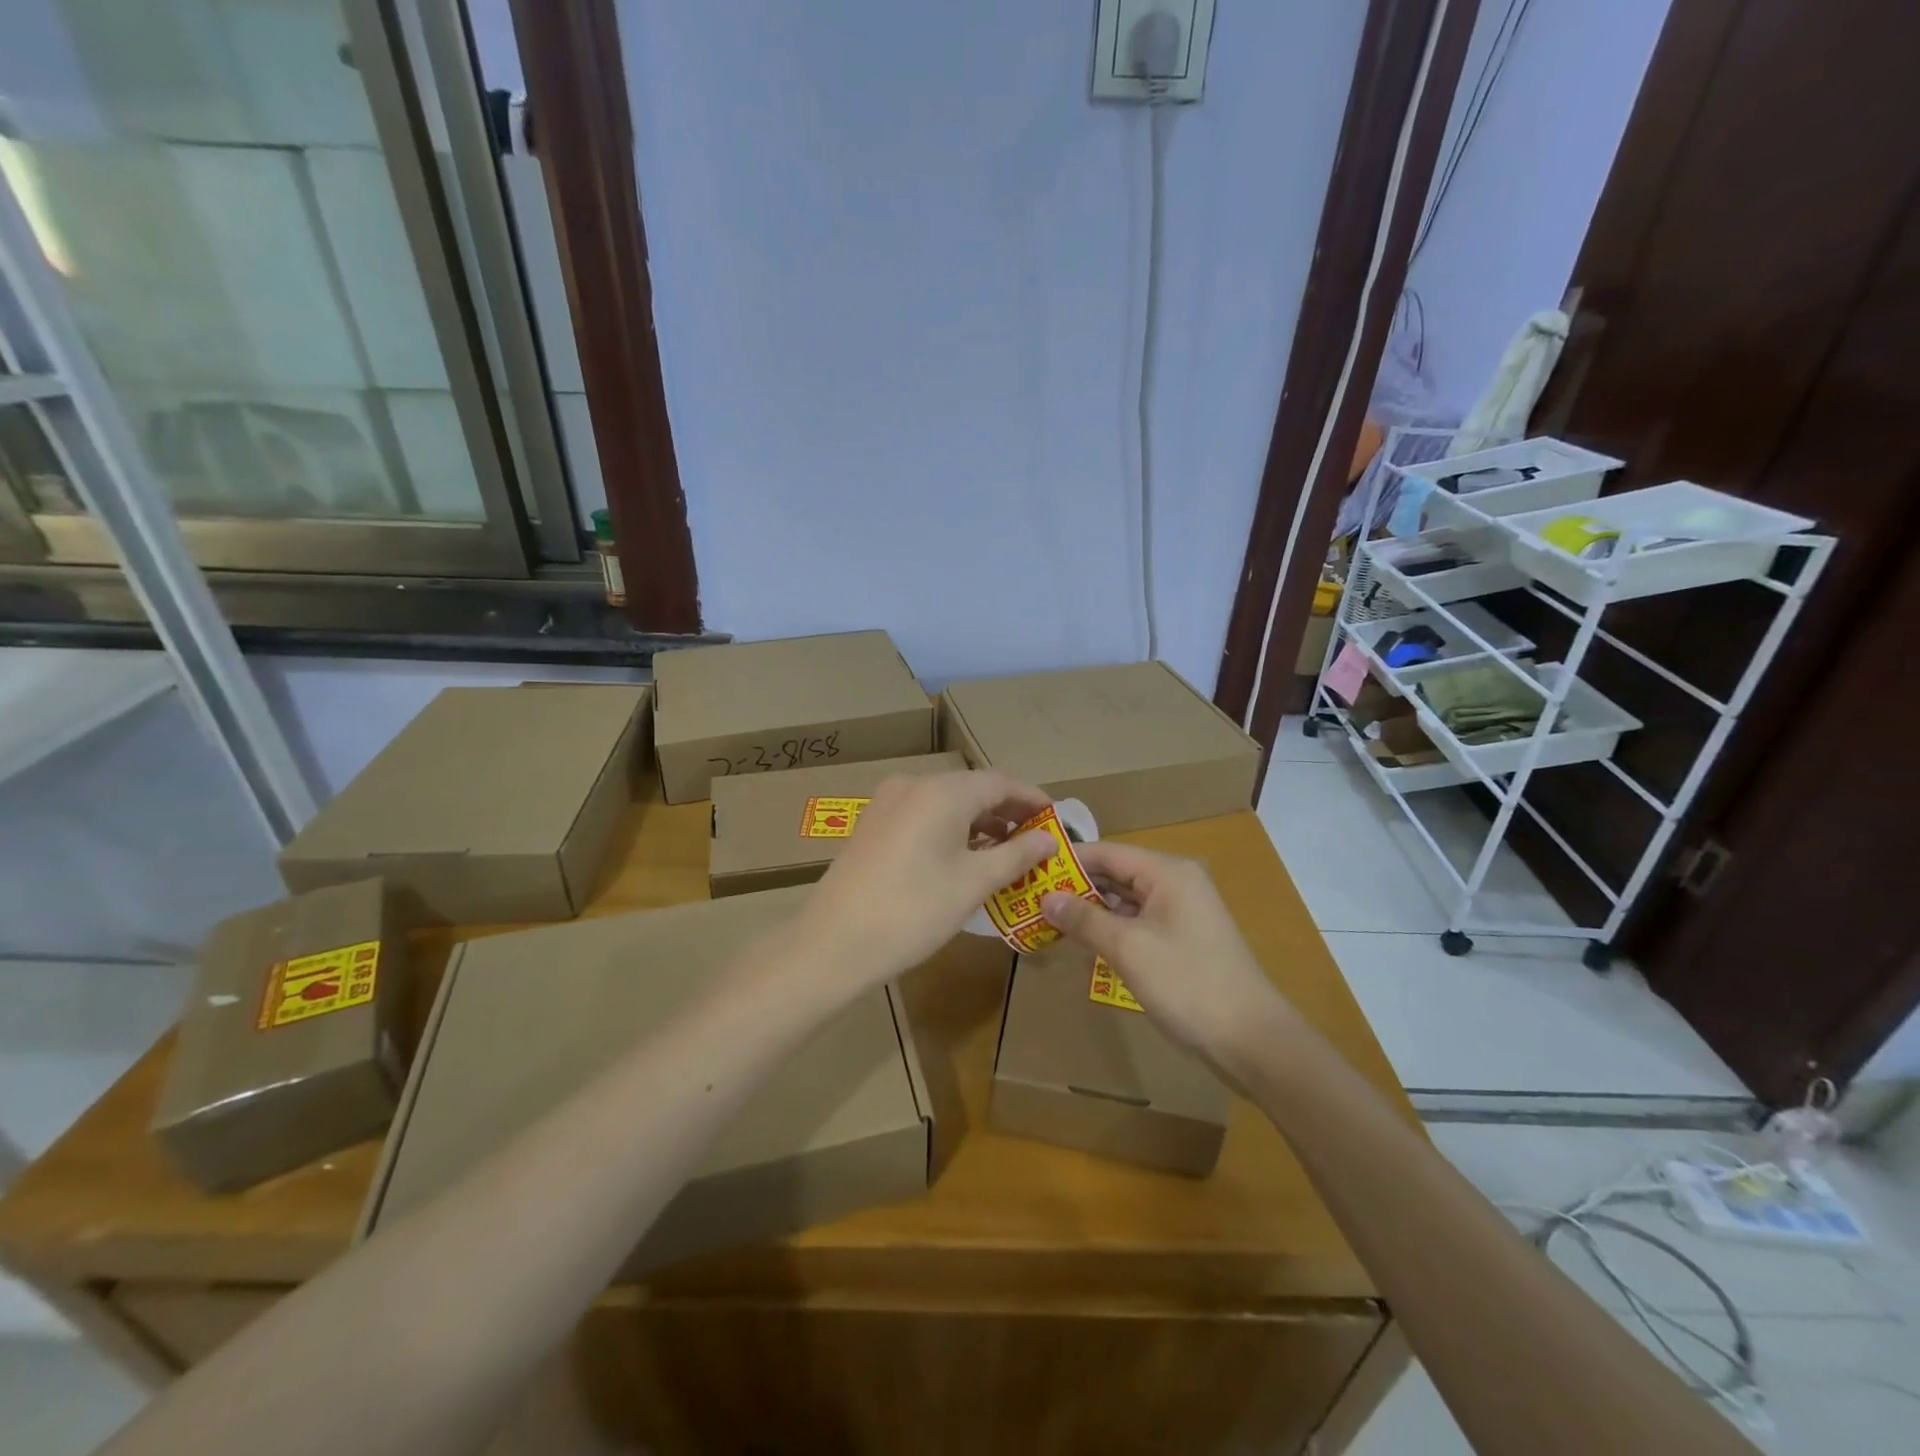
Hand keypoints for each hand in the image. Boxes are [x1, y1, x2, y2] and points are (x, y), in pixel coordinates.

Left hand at [798, 770, 1055, 987]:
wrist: (834, 943)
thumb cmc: (913, 911)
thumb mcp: (973, 883)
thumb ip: (1016, 855)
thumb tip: (1049, 839)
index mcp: (942, 792)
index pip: (1000, 782)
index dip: (1032, 799)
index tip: (1057, 820)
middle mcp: (914, 785)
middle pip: (972, 789)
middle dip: (1007, 812)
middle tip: (1037, 840)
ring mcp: (888, 802)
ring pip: (947, 802)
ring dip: (979, 822)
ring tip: (1007, 852)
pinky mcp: (874, 823)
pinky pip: (924, 815)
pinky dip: (951, 829)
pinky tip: (965, 856)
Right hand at [1041, 842, 1295, 1075]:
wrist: (1251, 1040)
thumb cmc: (1187, 983)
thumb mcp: (1128, 948)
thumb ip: (1084, 919)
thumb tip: (1045, 897)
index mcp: (1168, 872)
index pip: (1108, 852)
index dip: (1069, 859)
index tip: (1030, 868)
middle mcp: (1177, 883)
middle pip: (1117, 874)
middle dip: (1076, 886)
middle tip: (1031, 895)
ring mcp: (1182, 913)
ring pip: (1126, 900)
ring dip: (1091, 909)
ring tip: (1047, 917)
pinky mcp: (1183, 940)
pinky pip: (1138, 922)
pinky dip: (1111, 928)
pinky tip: (1083, 940)